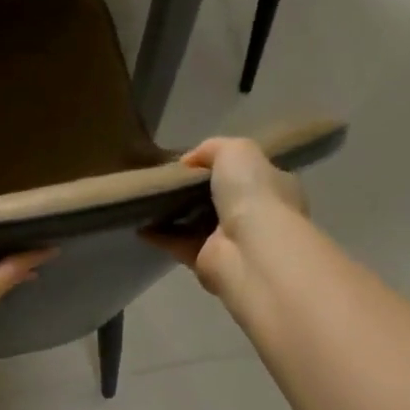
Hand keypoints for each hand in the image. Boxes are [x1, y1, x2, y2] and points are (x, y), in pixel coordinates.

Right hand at [149, 139, 308, 302]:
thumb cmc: (251, 193)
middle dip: (192, 190)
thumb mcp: (236, 150)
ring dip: (173, 213)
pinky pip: (177, 244)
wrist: (248, 247)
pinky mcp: (205, 261)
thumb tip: (188, 161)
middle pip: (217, 198)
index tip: (190, 162)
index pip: (245, 171)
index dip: (219, 165)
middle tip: (165, 180)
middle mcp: (253, 214)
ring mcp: (229, 240)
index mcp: (270, 186)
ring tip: (147, 199)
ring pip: (196, 222)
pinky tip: (140, 224)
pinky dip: (159, 235)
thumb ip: (212, 148)